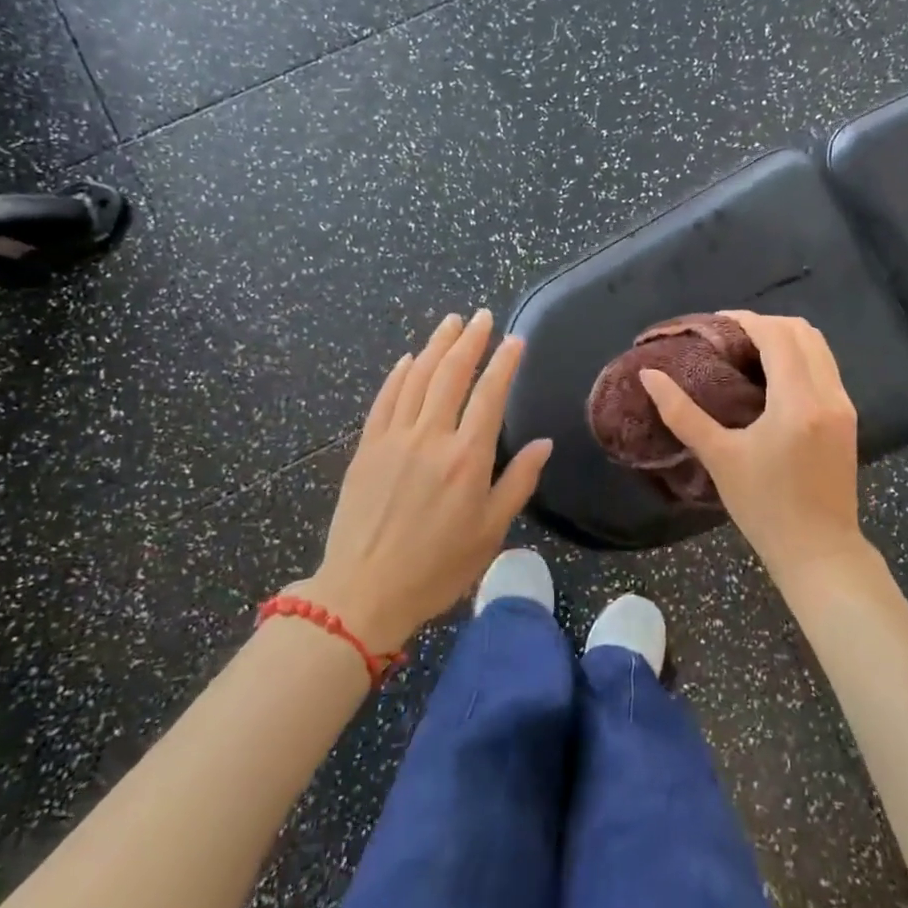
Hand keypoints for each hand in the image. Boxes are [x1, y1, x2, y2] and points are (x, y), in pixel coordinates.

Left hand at [296, 310, 552, 652]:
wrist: (364, 591)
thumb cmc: (437, 567)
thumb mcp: (491, 531)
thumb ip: (518, 482)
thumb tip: (543, 443)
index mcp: (467, 457)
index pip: (490, 394)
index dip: (504, 363)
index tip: (515, 340)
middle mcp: (431, 437)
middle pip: (451, 374)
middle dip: (470, 340)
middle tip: (481, 315)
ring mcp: (394, 438)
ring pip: (417, 378)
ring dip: (436, 346)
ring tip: (451, 322)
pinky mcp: (367, 448)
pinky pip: (385, 400)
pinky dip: (399, 375)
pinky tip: (408, 359)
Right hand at [639, 311, 874, 587]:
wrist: (819, 551)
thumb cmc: (764, 507)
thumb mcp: (719, 458)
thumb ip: (682, 413)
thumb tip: (649, 376)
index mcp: (797, 401)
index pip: (776, 335)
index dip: (744, 320)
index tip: (714, 324)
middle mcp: (828, 394)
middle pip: (802, 331)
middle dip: (764, 324)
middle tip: (728, 338)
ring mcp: (844, 405)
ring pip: (819, 346)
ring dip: (785, 338)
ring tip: (747, 353)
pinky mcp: (848, 418)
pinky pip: (825, 367)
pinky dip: (799, 357)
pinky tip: (771, 378)